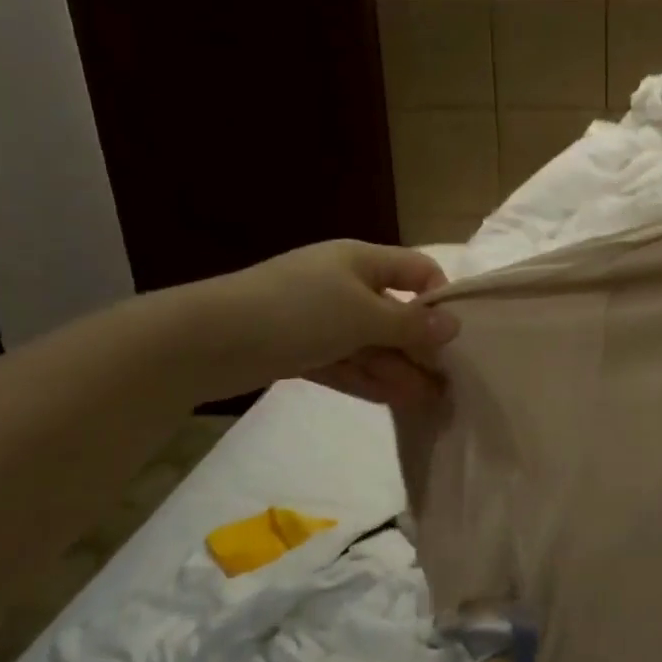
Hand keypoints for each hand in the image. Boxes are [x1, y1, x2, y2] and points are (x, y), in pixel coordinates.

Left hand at [180, 240, 459, 404]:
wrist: (206, 340)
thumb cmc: (298, 312)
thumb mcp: (364, 315)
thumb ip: (412, 323)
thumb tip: (454, 325)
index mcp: (360, 260)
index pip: (416, 269)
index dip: (438, 297)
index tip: (453, 334)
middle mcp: (343, 284)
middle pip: (394, 312)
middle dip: (419, 345)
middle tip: (445, 381)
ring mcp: (319, 318)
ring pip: (370, 343)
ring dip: (397, 369)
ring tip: (426, 400)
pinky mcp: (299, 349)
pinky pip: (344, 362)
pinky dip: (367, 379)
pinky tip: (393, 400)